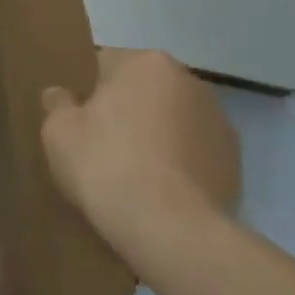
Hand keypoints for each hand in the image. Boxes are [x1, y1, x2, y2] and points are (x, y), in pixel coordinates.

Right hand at [41, 49, 239, 275]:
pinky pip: (193, 153)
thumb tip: (62, 95)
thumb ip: (58, 104)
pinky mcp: (236, 163)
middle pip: (143, 90)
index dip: (85, 91)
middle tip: (99, 146)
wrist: (172, 231)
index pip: (104, 63)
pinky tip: (159, 193)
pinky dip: (177, 165)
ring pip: (171, 121)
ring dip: (154, 136)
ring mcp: (220, 122)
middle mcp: (190, 81)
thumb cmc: (106, 165)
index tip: (76, 120)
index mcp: (146, 63)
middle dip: (124, 110)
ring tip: (132, 174)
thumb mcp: (58, 131)